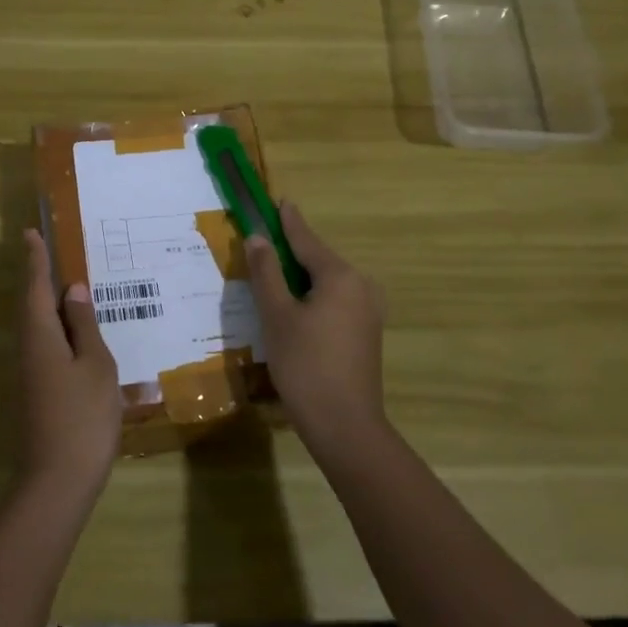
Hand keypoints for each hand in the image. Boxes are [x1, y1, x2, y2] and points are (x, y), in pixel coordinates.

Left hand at [18, 228, 122, 500]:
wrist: (57, 481)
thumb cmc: (83, 416)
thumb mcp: (95, 365)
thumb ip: (84, 326)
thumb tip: (72, 290)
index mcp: (40, 335)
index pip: (35, 286)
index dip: (35, 259)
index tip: (30, 232)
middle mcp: (28, 349)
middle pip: (31, 305)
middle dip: (38, 277)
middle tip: (47, 251)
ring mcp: (30, 374)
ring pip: (38, 327)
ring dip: (49, 304)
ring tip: (67, 288)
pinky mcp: (36, 392)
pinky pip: (46, 347)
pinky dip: (58, 331)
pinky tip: (77, 337)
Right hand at [247, 202, 386, 452]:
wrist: (345, 426)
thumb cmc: (305, 365)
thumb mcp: (277, 315)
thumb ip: (266, 272)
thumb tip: (258, 238)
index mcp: (340, 276)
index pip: (307, 240)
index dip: (289, 221)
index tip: (280, 200)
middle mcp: (361, 286)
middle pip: (318, 260)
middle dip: (290, 252)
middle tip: (263, 243)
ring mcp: (368, 311)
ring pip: (327, 283)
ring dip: (300, 278)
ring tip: (272, 276)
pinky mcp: (367, 333)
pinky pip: (336, 301)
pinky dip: (313, 297)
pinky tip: (293, 308)